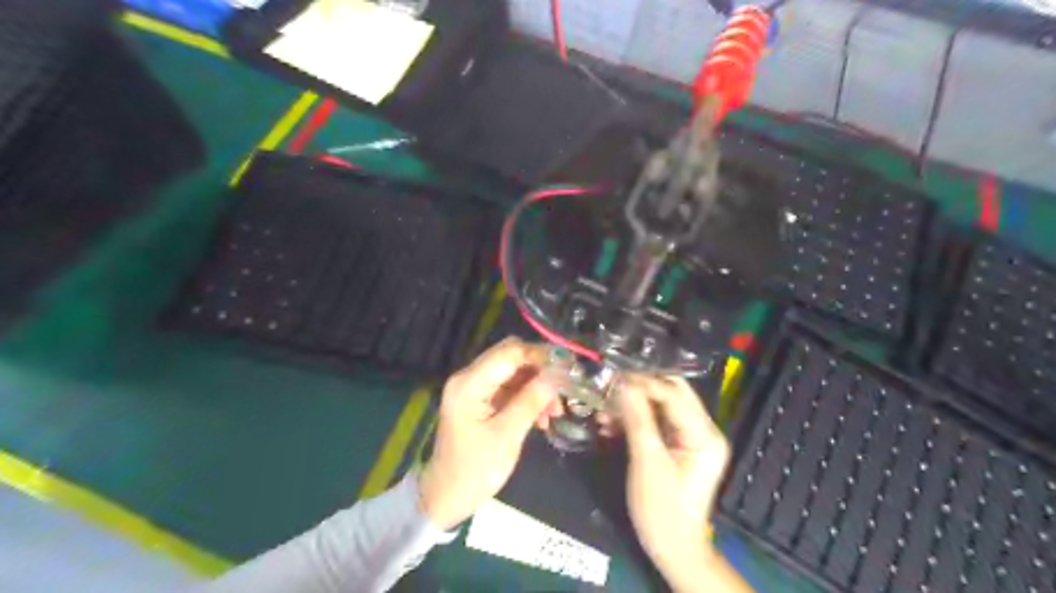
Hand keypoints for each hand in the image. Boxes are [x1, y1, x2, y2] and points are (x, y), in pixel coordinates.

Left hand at [420, 339, 555, 530]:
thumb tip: (558, 374)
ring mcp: (474, 388)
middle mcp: (469, 377)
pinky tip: (543, 417)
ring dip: (537, 384)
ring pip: (514, 371)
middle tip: (565, 388)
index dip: (541, 355)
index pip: (510, 352)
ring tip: (556, 411)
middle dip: (541, 369)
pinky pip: (509, 387)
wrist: (446, 497)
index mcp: (470, 383)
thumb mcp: (507, 436)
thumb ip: (531, 401)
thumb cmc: (474, 470)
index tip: (569, 367)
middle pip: (512, 356)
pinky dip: (528, 396)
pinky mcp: (480, 400)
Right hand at [617, 375, 745, 592]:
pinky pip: (658, 421)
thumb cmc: (662, 509)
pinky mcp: (680, 446)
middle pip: (671, 393)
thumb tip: (623, 384)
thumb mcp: (647, 461)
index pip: (673, 393)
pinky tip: (612, 425)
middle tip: (609, 389)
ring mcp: (692, 437)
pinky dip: (636, 419)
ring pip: (662, 405)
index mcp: (704, 434)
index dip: (642, 383)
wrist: (673, 548)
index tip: (612, 379)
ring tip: (605, 412)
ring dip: (634, 404)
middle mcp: (703, 429)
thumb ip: (637, 419)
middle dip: (639, 389)